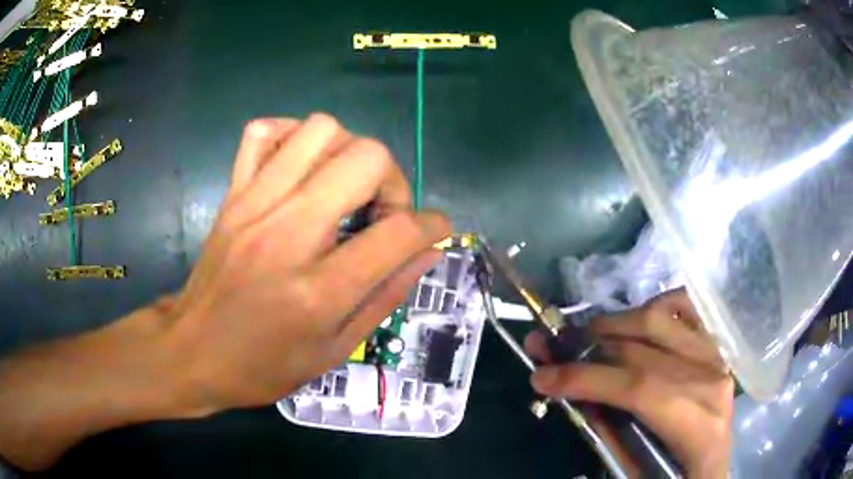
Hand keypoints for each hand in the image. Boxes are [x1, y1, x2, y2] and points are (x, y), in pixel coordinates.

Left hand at [0, 113, 449, 470]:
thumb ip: (378, 294)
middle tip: (387, 207)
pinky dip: (291, 138)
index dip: (428, 224)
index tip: (437, 230)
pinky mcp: (231, 187)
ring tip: (345, 187)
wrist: (185, 354)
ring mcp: (253, 198)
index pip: (399, 228)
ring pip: (314, 129)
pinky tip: (296, 167)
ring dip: (345, 152)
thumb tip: (417, 250)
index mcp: (315, 281)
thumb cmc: (259, 367)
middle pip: (360, 157)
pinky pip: (267, 131)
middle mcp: (287, 227)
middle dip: (392, 176)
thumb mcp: (330, 349)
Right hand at [525, 289, 732, 477]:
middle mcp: (711, 381)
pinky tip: (633, 322)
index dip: (587, 379)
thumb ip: (608, 436)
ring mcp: (716, 356)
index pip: (639, 389)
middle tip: (550, 348)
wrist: (711, 468)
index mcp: (696, 426)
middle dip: (587, 348)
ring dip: (614, 324)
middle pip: (644, 351)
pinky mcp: (715, 345)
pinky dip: (653, 307)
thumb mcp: (637, 470)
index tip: (541, 377)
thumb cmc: (676, 475)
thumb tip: (572, 396)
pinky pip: (685, 306)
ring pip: (660, 319)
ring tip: (585, 336)